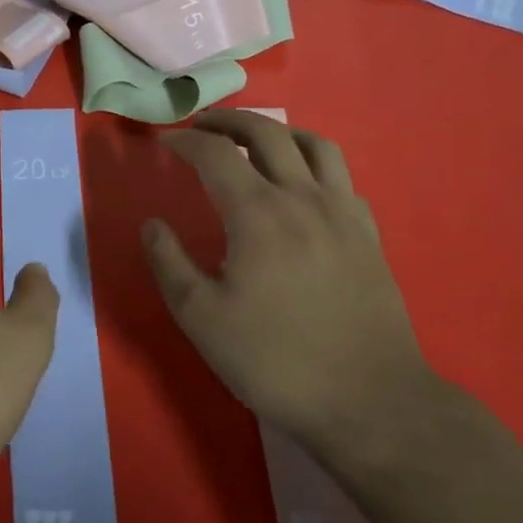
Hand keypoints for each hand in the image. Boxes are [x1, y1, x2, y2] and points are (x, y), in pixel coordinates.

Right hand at [142, 110, 432, 452]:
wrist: (370, 400)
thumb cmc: (276, 360)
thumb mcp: (201, 318)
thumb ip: (169, 263)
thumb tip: (152, 224)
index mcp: (258, 213)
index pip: (216, 155)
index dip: (185, 142)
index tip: (164, 143)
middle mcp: (303, 198)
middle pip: (266, 134)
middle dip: (228, 122)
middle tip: (201, 126)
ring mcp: (342, 213)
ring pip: (314, 144)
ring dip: (277, 132)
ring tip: (254, 141)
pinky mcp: (368, 234)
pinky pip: (341, 176)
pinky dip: (313, 162)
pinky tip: (302, 184)